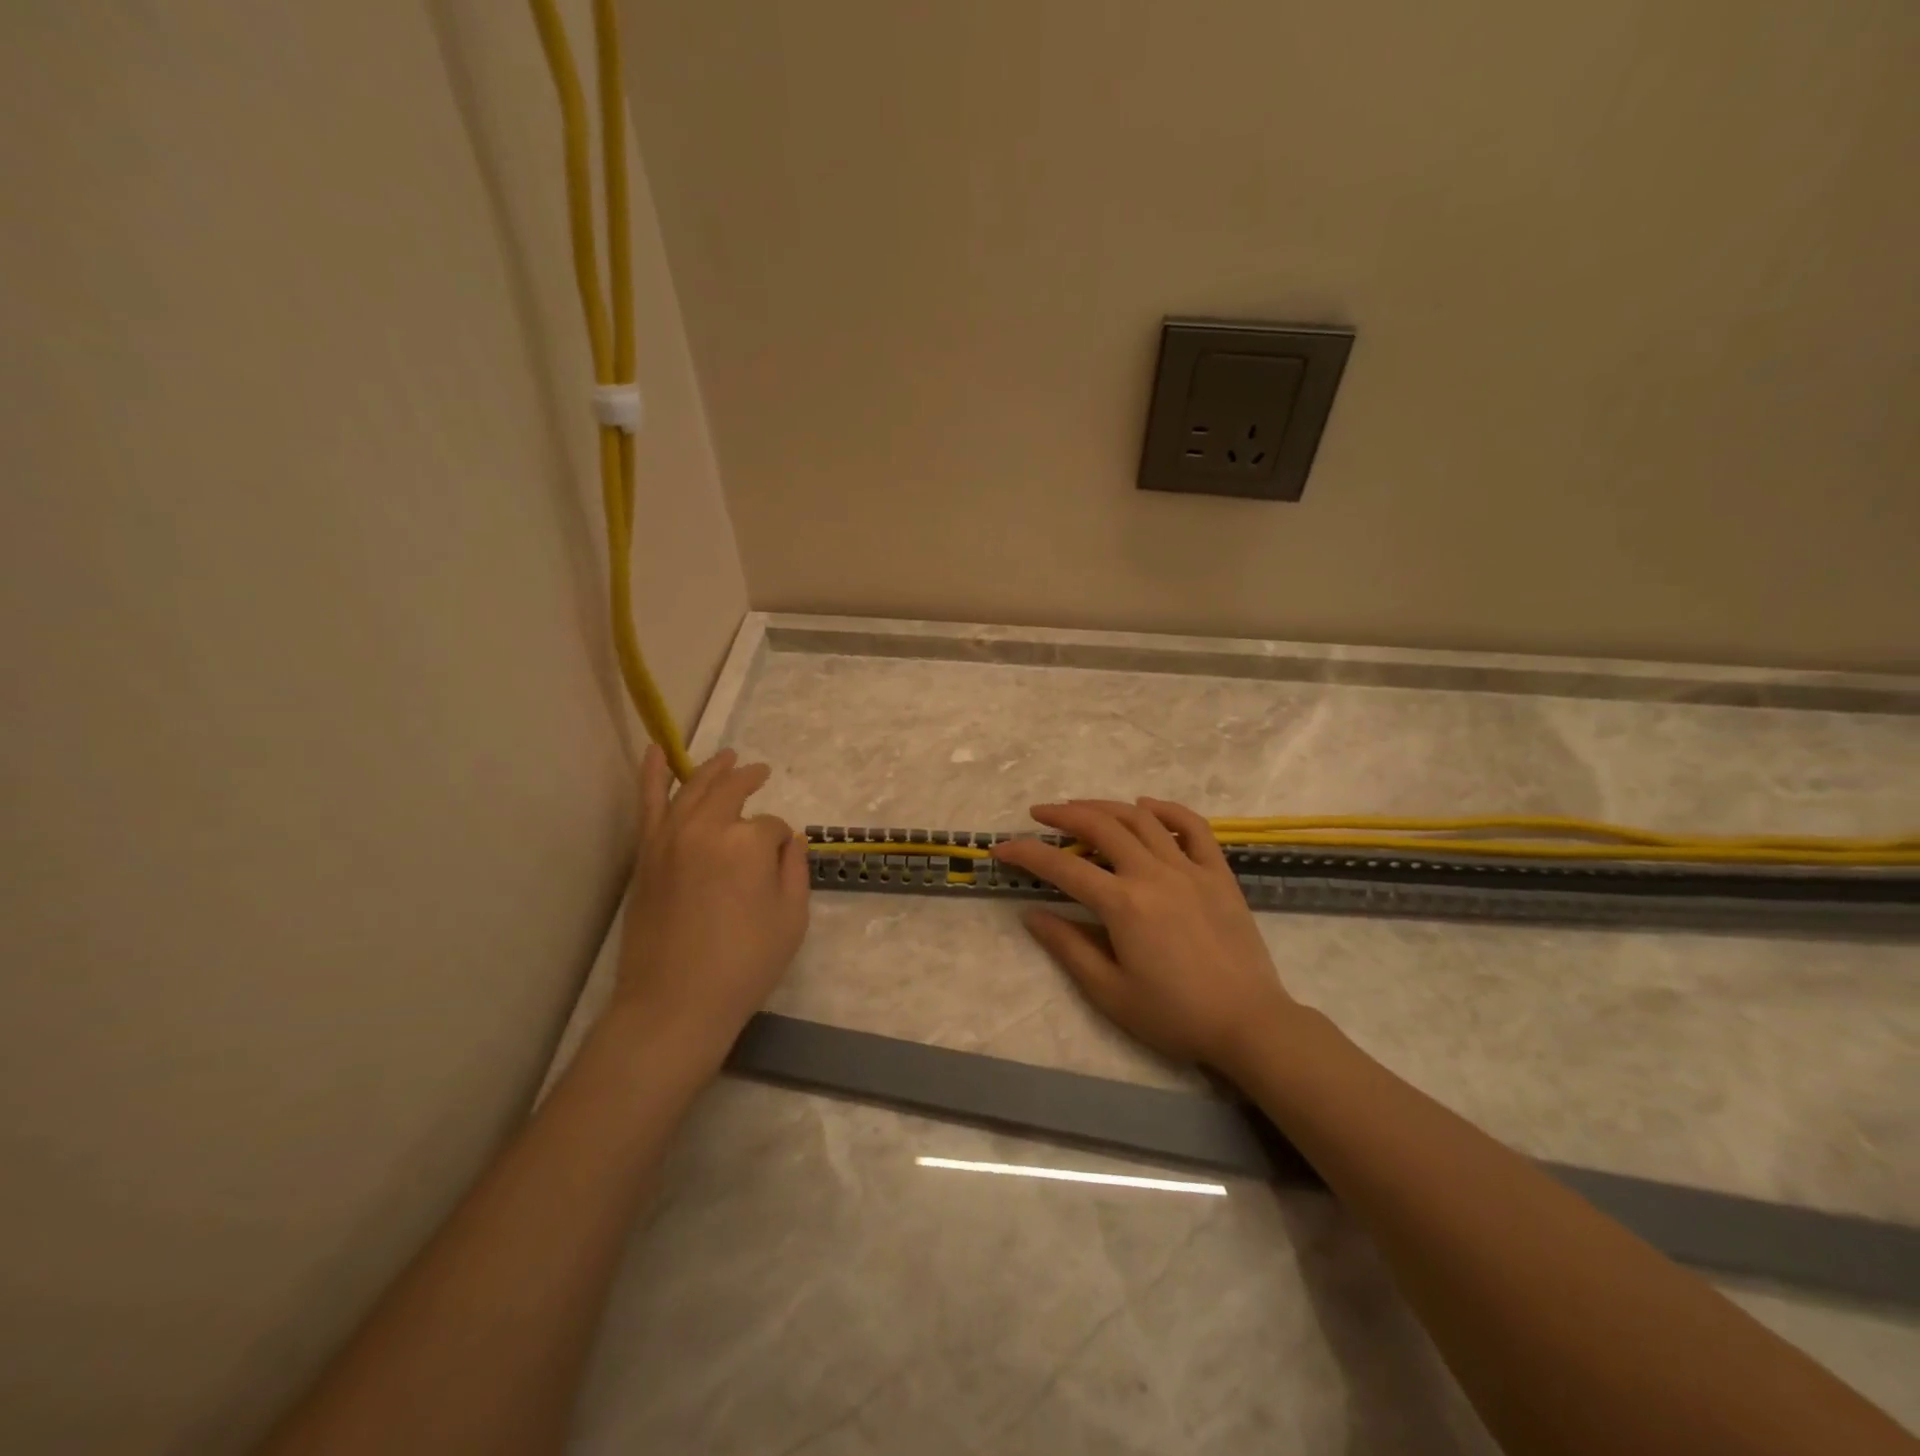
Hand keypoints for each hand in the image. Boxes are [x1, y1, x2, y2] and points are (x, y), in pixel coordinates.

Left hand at [613, 746, 809, 1068]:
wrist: (674, 1003)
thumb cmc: (744, 965)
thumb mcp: (791, 919)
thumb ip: (794, 870)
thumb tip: (790, 840)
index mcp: (747, 843)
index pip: (772, 826)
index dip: (780, 843)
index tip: (781, 863)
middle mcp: (706, 828)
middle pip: (732, 791)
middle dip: (750, 780)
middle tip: (762, 773)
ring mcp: (669, 838)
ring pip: (694, 788)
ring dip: (713, 769)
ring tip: (727, 757)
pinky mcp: (646, 854)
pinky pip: (649, 802)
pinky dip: (653, 774)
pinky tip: (657, 751)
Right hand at [991, 798, 1301, 1075]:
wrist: (1248, 1023)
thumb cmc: (1174, 1015)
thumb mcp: (1109, 992)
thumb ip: (1068, 947)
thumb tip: (1032, 913)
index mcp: (1123, 904)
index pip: (1063, 866)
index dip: (1027, 853)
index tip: (1002, 847)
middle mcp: (1153, 874)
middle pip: (1100, 826)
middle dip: (1063, 814)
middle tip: (1039, 813)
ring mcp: (1190, 868)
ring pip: (1141, 819)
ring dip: (1106, 806)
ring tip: (1081, 807)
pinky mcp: (1218, 873)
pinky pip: (1194, 827)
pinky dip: (1167, 810)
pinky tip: (1146, 807)